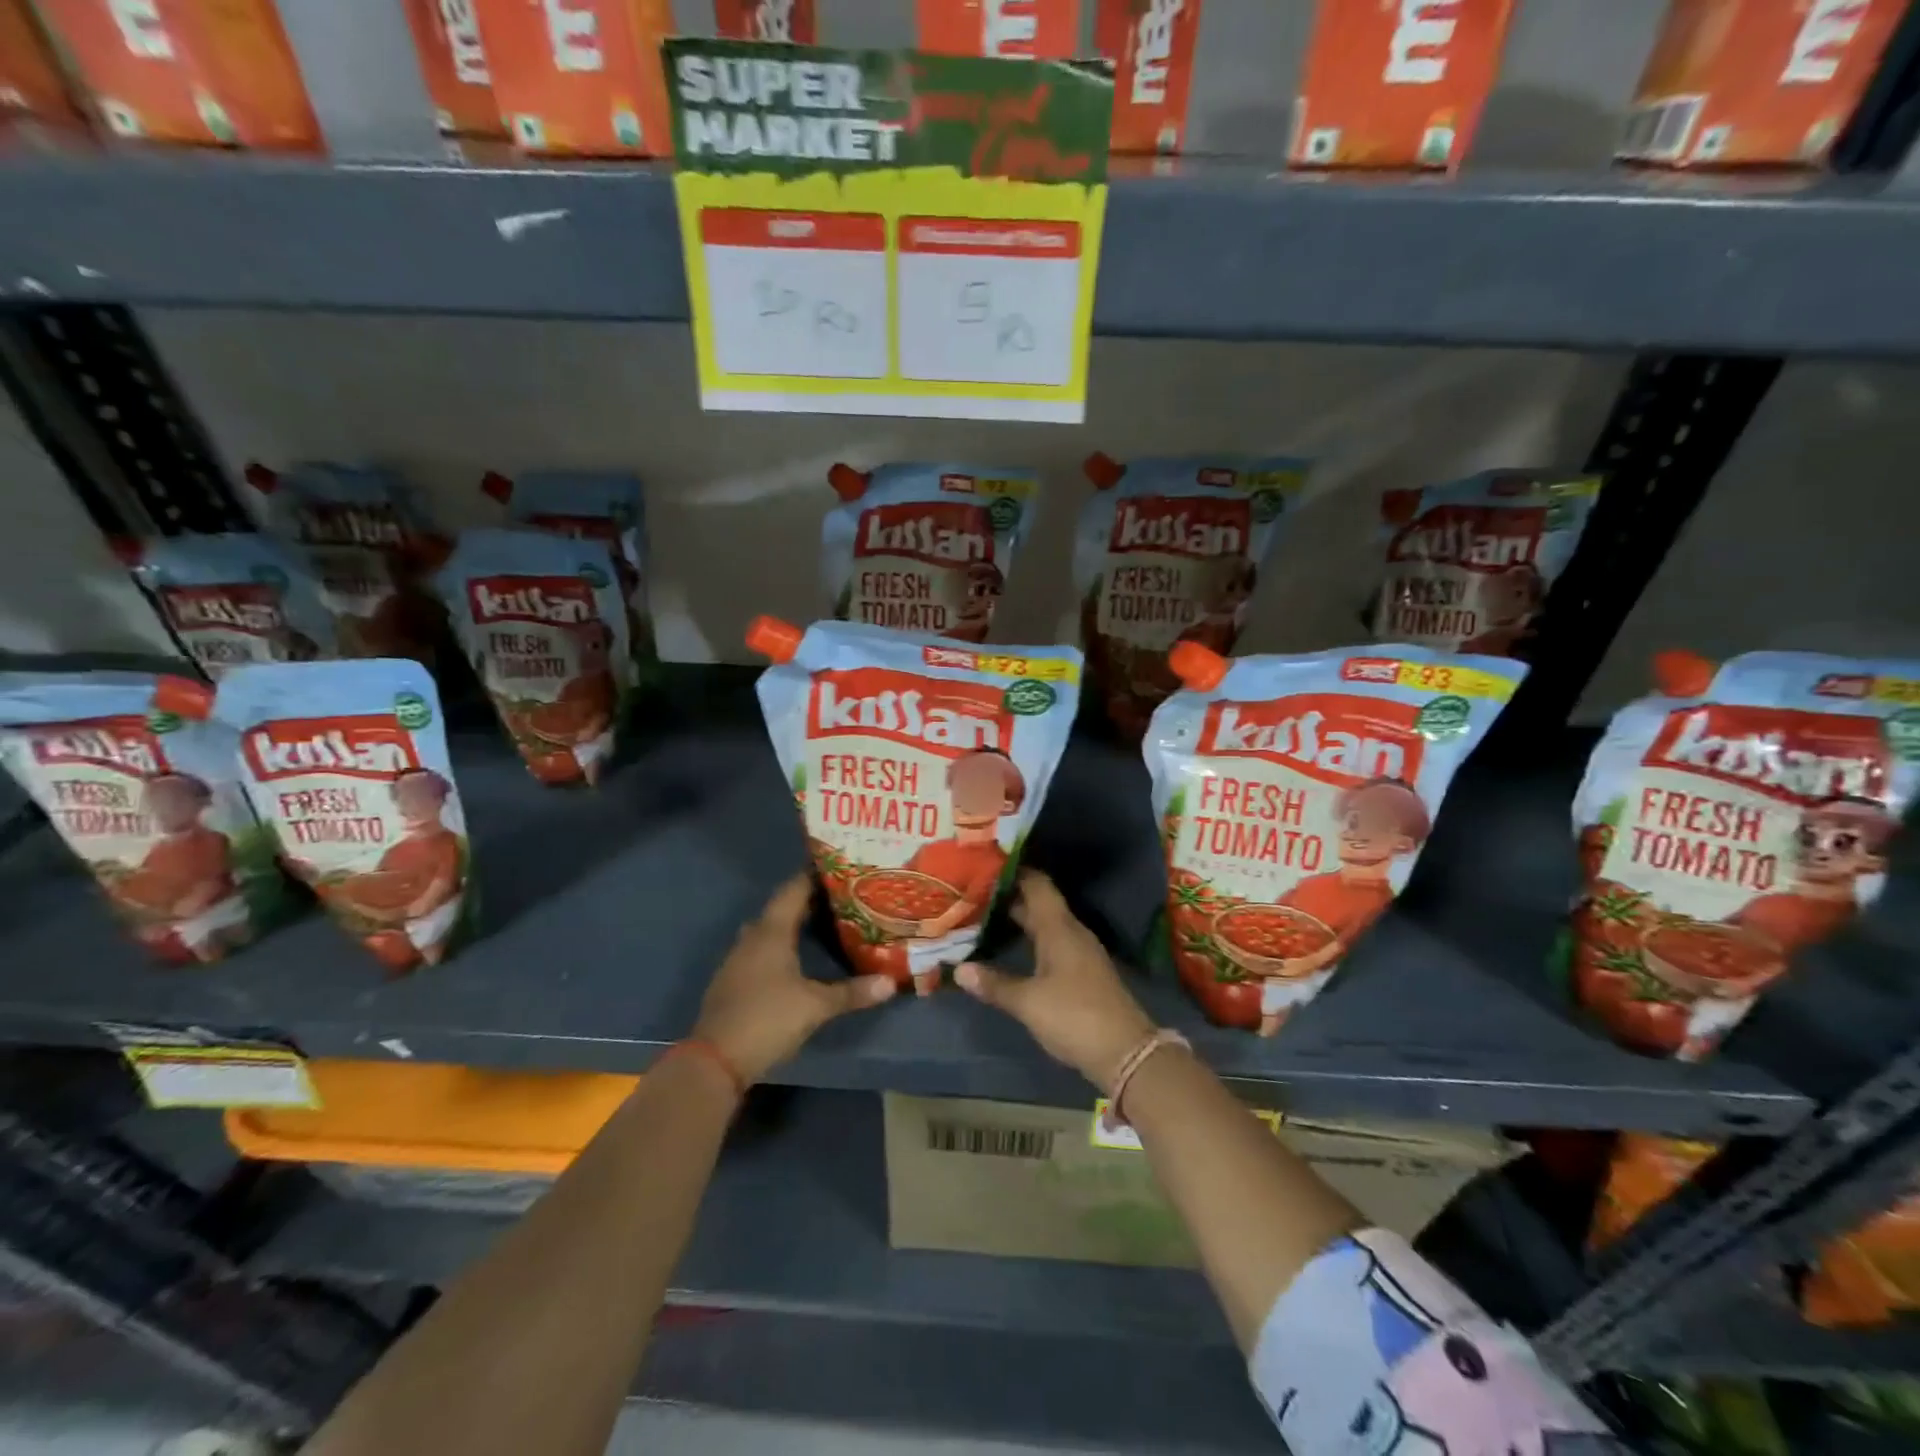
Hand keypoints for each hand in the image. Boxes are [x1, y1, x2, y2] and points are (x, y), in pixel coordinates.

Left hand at [693, 874, 895, 1083]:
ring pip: (767, 931)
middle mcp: (752, 938)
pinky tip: (794, 960)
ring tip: (820, 925)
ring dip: (790, 925)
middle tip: (838, 900)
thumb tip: (891, 983)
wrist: (715, 1060)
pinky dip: (778, 947)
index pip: (793, 891)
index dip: (813, 877)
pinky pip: (759, 951)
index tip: (839, 869)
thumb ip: (852, 993)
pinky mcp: (732, 981)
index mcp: (771, 932)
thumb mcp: (816, 1007)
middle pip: (780, 909)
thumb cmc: (768, 1019)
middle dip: (807, 902)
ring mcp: (737, 960)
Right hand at [953, 870, 1154, 1090]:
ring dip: (1020, 919)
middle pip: (1039, 903)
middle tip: (974, 892)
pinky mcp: (1082, 972)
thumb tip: (959, 969)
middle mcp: (1071, 932)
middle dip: (1009, 896)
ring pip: (1046, 924)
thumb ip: (994, 983)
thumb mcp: (1028, 1001)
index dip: (1014, 871)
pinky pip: (1053, 942)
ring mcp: (1080, 952)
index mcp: (1059, 928)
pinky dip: (1031, 940)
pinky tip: (1012, 949)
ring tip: (986, 917)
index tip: (985, 865)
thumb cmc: (1074, 1016)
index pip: (1037, 884)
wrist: (1126, 1052)